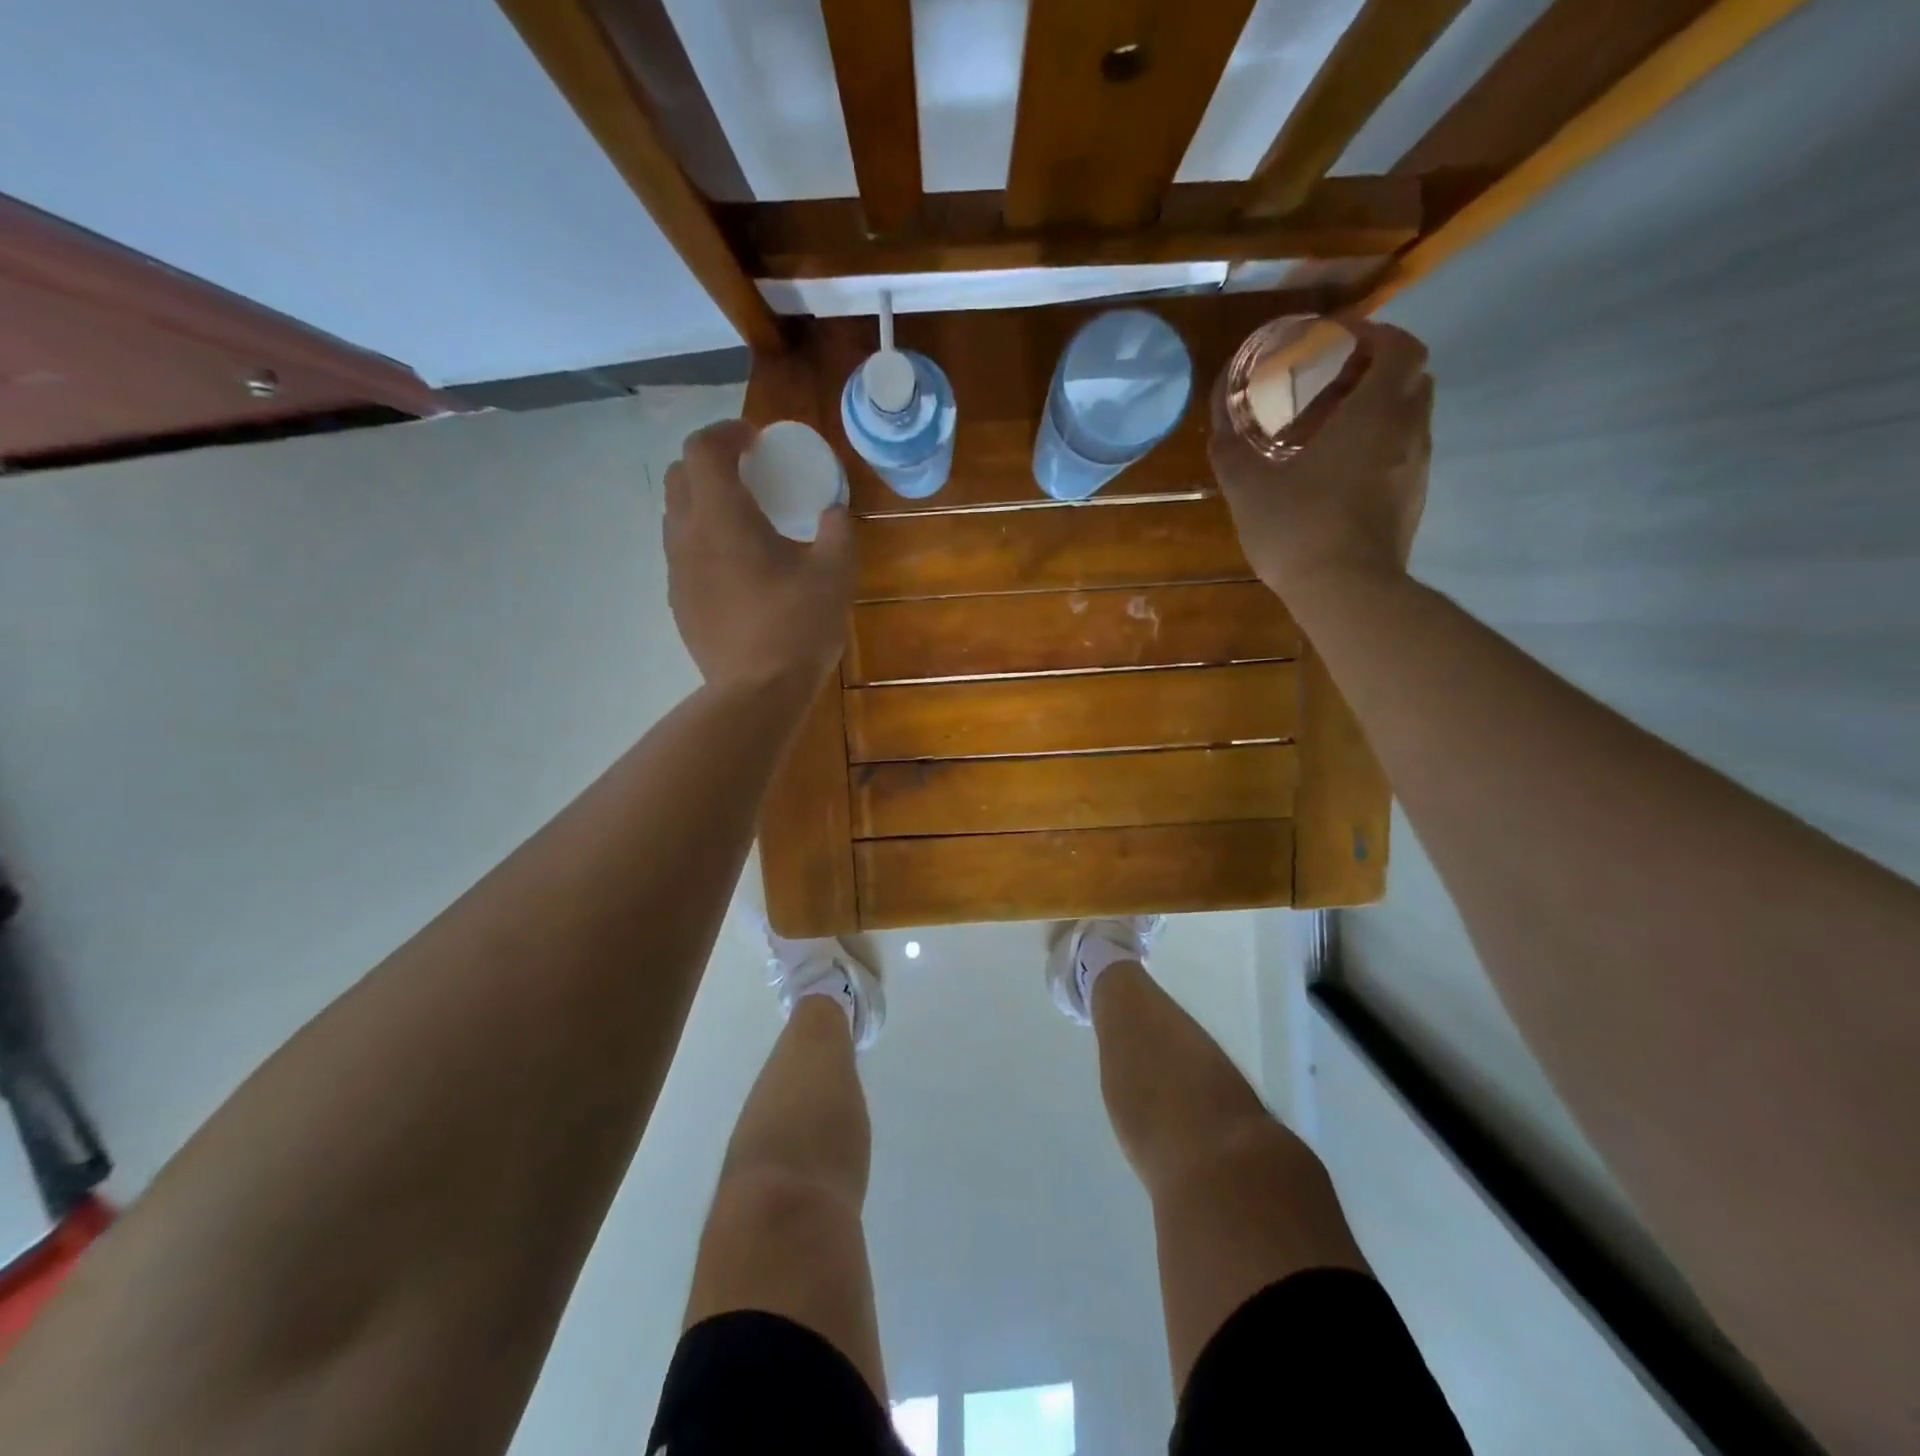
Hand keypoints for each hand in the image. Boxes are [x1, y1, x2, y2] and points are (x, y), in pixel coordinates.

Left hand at [664, 420, 853, 690]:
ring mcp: (677, 572)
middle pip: (680, 476)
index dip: (728, 432)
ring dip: (704, 503)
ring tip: (743, 523)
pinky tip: (737, 569)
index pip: (704, 448)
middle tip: (750, 477)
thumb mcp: (834, 574)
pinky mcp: (679, 602)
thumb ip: (836, 532)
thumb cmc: (797, 627)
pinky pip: (683, 554)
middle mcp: (688, 536)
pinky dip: (703, 542)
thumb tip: (833, 512)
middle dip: (711, 464)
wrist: (756, 693)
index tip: (756, 440)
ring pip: (676, 516)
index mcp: (723, 517)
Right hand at [1208, 319, 1432, 602]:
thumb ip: (1231, 448)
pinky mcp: (1413, 501)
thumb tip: (1218, 421)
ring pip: (1410, 418)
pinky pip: (1404, 455)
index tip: (1340, 340)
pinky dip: (1380, 447)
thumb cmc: (1298, 527)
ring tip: (1334, 429)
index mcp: (1374, 413)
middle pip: (1412, 378)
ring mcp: (1417, 469)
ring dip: (1380, 411)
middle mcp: (1408, 431)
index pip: (1400, 346)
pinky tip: (1341, 473)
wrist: (1347, 592)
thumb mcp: (1248, 487)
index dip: (1375, 334)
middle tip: (1335, 382)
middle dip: (1379, 369)